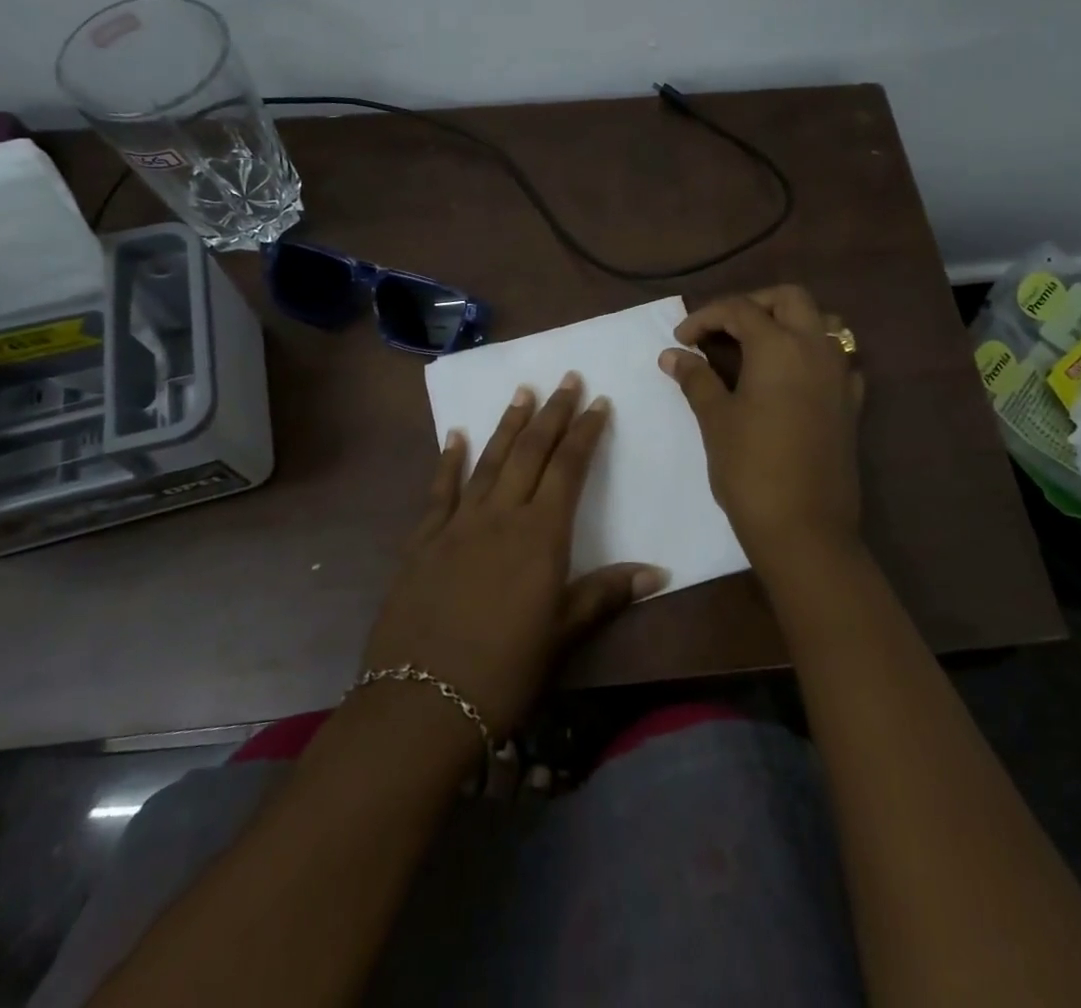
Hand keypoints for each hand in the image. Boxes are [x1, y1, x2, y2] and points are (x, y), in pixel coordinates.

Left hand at [361, 373, 667, 738]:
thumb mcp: (563, 634)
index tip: (598, 402)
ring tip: (523, 392)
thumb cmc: (505, 671)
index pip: (569, 468)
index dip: (585, 433)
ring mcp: (458, 524)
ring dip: (508, 424)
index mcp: (541, 535)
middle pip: (531, 452)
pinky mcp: (423, 540)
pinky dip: (449, 460)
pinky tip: (455, 435)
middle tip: (567, 379)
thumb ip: (606, 594)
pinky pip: (440, 490)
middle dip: (552, 413)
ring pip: (489, 461)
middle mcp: (501, 515)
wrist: (421, 702)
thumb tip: (658, 572)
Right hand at [659, 285, 864, 581]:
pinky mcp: (852, 403)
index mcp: (780, 346)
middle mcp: (817, 348)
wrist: (804, 528)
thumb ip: (696, 378)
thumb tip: (672, 355)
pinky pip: (838, 359)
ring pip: (824, 322)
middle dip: (753, 304)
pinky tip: (792, 378)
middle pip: (790, 299)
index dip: (705, 318)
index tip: (681, 341)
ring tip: (759, 346)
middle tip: (723, 329)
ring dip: (791, 322)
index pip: (740, 309)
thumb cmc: (751, 468)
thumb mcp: (716, 419)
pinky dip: (814, 354)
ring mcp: (841, 375)